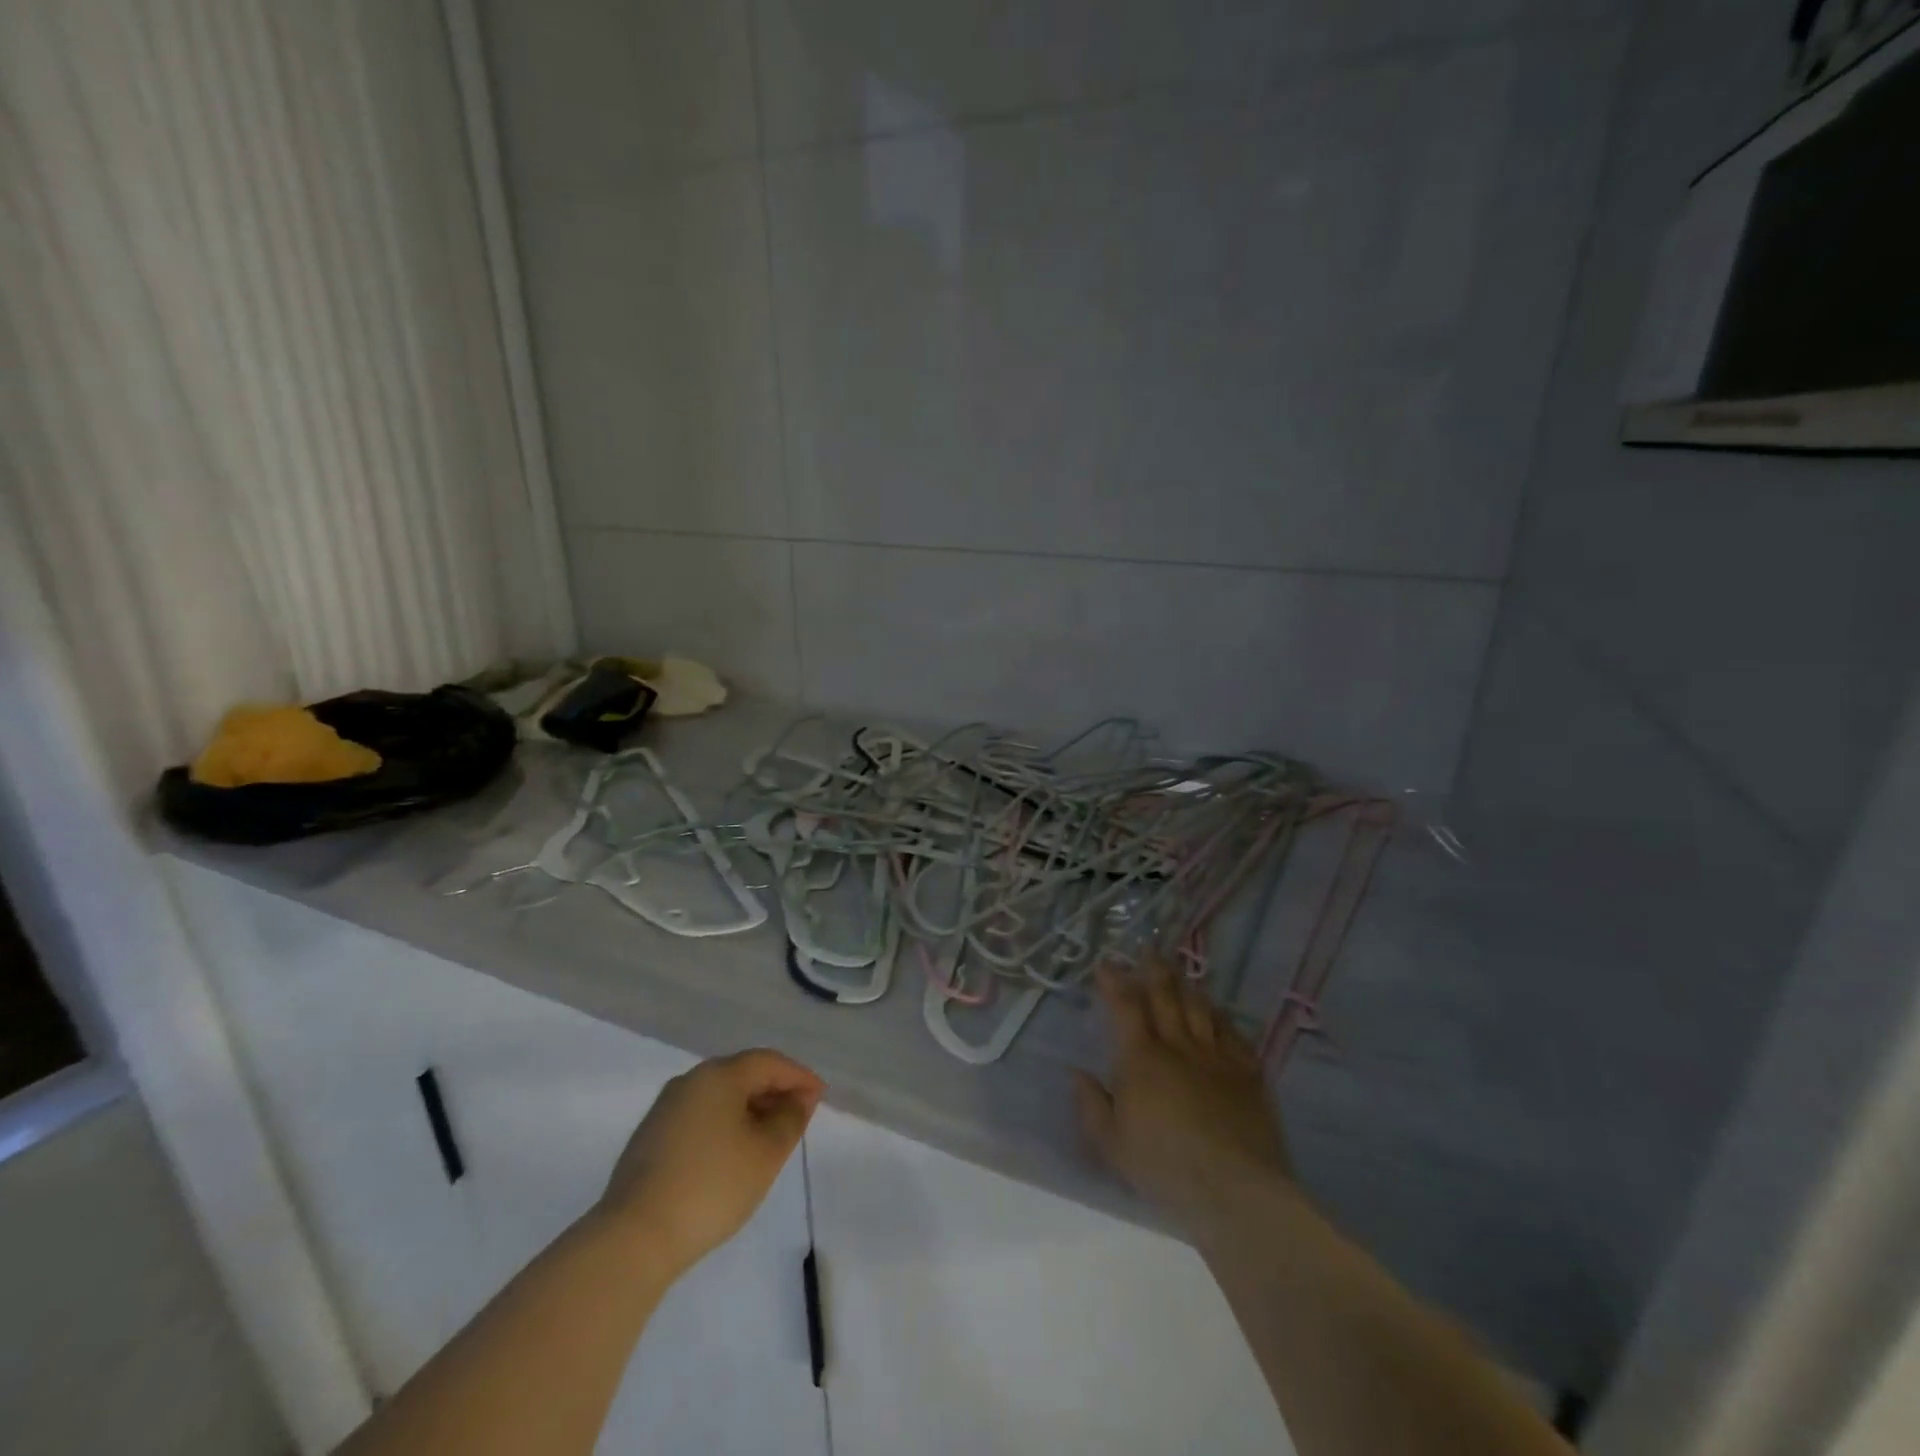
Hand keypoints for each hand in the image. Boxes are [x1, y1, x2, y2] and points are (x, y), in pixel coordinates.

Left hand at [598, 1049, 824, 1281]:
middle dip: (774, 1091)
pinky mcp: (650, 1137)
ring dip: (749, 1109)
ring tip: (769, 1136)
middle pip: (742, 1074)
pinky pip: (700, 1116)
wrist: (634, 1237)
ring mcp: (665, 1108)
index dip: (799, 1076)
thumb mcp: (766, 1153)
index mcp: (719, 1074)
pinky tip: (732, 1153)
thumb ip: (790, 1119)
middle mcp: (690, 1080)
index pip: (769, 1062)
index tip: (820, 1096)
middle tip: (798, 1115)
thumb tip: (799, 1098)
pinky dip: (724, 1124)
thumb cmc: (712, 1186)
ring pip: (719, 1096)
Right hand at [1075, 964, 1294, 1238]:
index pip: (1125, 1006)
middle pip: (1166, 996)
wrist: (1235, 1188)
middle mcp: (1178, 1045)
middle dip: (1154, 969)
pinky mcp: (1248, 1073)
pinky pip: (1233, 1033)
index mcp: (1141, 1058)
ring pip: (1200, 1008)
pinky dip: (1222, 1018)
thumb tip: (1077, 1073)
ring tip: (1182, 975)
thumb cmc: (1165, 1167)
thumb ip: (1091, 1105)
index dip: (1115, 981)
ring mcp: (1216, 1056)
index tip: (1107, 963)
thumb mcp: (1112, 1145)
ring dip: (1188, 987)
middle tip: (1148, 950)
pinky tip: (1219, 1014)